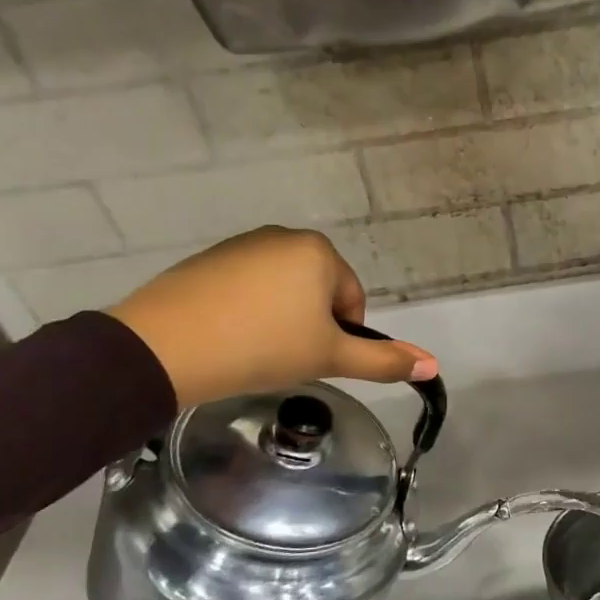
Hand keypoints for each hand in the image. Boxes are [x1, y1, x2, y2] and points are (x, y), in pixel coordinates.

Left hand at [104, 227, 437, 407]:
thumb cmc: (263, 347)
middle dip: (310, 324)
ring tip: (255, 350)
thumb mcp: (330, 357)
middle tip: (286, 357)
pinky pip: (245, 288)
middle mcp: (284, 236)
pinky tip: (228, 338)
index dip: (342, 335)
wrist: (165, 348)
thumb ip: (383, 360)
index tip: (314, 359)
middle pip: (318, 291)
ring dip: (280, 318)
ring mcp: (241, 245)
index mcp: (319, 251)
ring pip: (281, 289)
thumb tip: (434, 364)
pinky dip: (247, 311)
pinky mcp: (207, 260)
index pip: (352, 299)